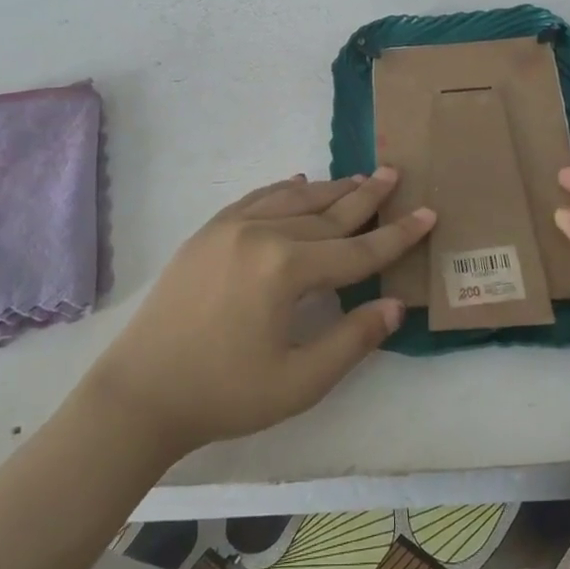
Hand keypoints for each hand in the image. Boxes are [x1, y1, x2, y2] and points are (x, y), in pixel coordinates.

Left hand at [85, 170, 435, 456]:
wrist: (140, 392)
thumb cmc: (224, 394)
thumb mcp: (299, 382)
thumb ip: (352, 339)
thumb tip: (394, 305)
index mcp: (286, 269)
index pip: (356, 250)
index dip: (397, 236)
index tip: (428, 214)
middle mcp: (261, 234)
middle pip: (327, 213)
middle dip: (366, 196)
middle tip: (395, 174)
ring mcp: (229, 227)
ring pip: (292, 199)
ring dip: (329, 189)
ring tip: (359, 178)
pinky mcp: (207, 233)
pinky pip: (256, 199)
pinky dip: (283, 190)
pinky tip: (298, 182)